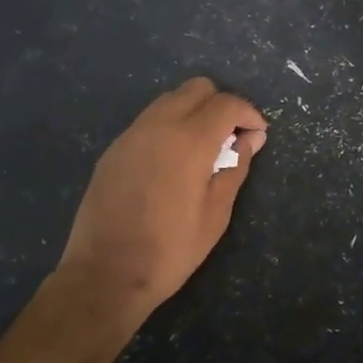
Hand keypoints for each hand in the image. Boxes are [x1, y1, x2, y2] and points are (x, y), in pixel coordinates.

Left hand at [56, 77, 266, 329]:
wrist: (105, 274)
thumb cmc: (170, 250)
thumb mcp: (216, 214)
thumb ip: (236, 168)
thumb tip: (250, 139)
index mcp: (189, 141)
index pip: (226, 104)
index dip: (248, 114)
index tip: (257, 135)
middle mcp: (158, 126)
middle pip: (196, 88)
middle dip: (221, 105)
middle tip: (231, 138)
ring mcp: (131, 135)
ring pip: (169, 100)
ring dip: (193, 112)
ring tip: (203, 149)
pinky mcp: (113, 149)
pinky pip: (148, 121)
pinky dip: (169, 126)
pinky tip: (173, 162)